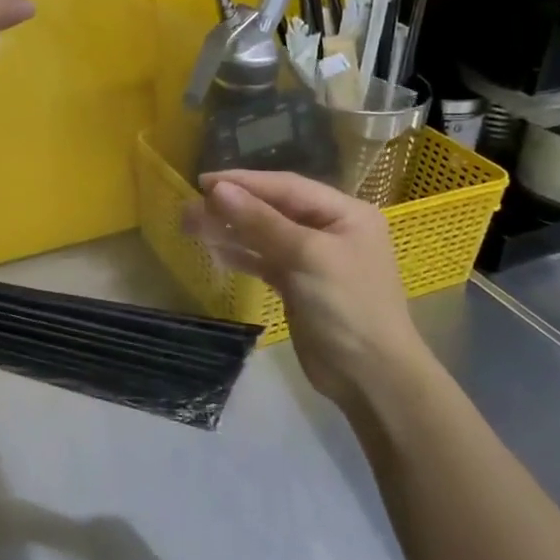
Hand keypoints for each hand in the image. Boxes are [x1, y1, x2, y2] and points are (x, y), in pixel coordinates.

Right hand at [185, 170, 435, 409]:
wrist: (370, 377)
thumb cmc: (347, 307)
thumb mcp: (307, 256)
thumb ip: (261, 221)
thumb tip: (218, 189)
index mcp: (345, 213)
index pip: (287, 187)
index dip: (244, 182)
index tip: (202, 182)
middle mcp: (330, 230)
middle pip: (273, 209)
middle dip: (232, 207)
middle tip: (190, 207)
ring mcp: (314, 259)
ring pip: (264, 235)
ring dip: (230, 230)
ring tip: (191, 225)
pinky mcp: (298, 286)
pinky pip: (264, 261)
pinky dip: (240, 255)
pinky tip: (214, 251)